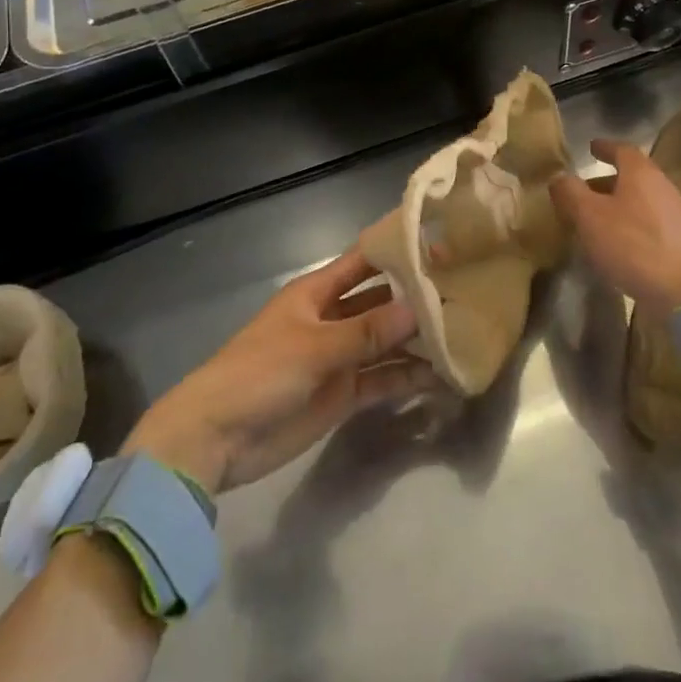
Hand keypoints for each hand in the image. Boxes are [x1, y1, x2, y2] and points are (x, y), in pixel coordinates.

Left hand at [123, 250, 434, 494]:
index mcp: (317, 293)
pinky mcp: (342, 395)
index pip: (363, 262)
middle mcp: (332, 319)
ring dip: (416, 343)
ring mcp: (338, 358)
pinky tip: (441, 377)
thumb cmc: (259, 373)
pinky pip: (381, 381)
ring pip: (385, 344)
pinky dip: (407, 379)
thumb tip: (419, 310)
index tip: (438, 244)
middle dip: (416, 300)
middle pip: (380, 303)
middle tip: (464, 295)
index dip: (396, 252)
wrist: (217, 437)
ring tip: (463, 337)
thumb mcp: (314, 346)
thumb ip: (367, 331)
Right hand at [549, 138, 680, 319]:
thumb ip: (571, 193)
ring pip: (642, 202)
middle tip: (584, 191)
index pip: (622, 149)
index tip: (591, 146)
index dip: (605, 147)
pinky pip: (651, 224)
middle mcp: (663, 188)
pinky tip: (620, 246)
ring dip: (619, 206)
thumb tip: (559, 176)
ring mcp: (678, 216)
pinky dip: (632, 226)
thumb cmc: (634, 246)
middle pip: (633, 177)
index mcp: (641, 174)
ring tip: (596, 221)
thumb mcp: (590, 217)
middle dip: (607, 181)